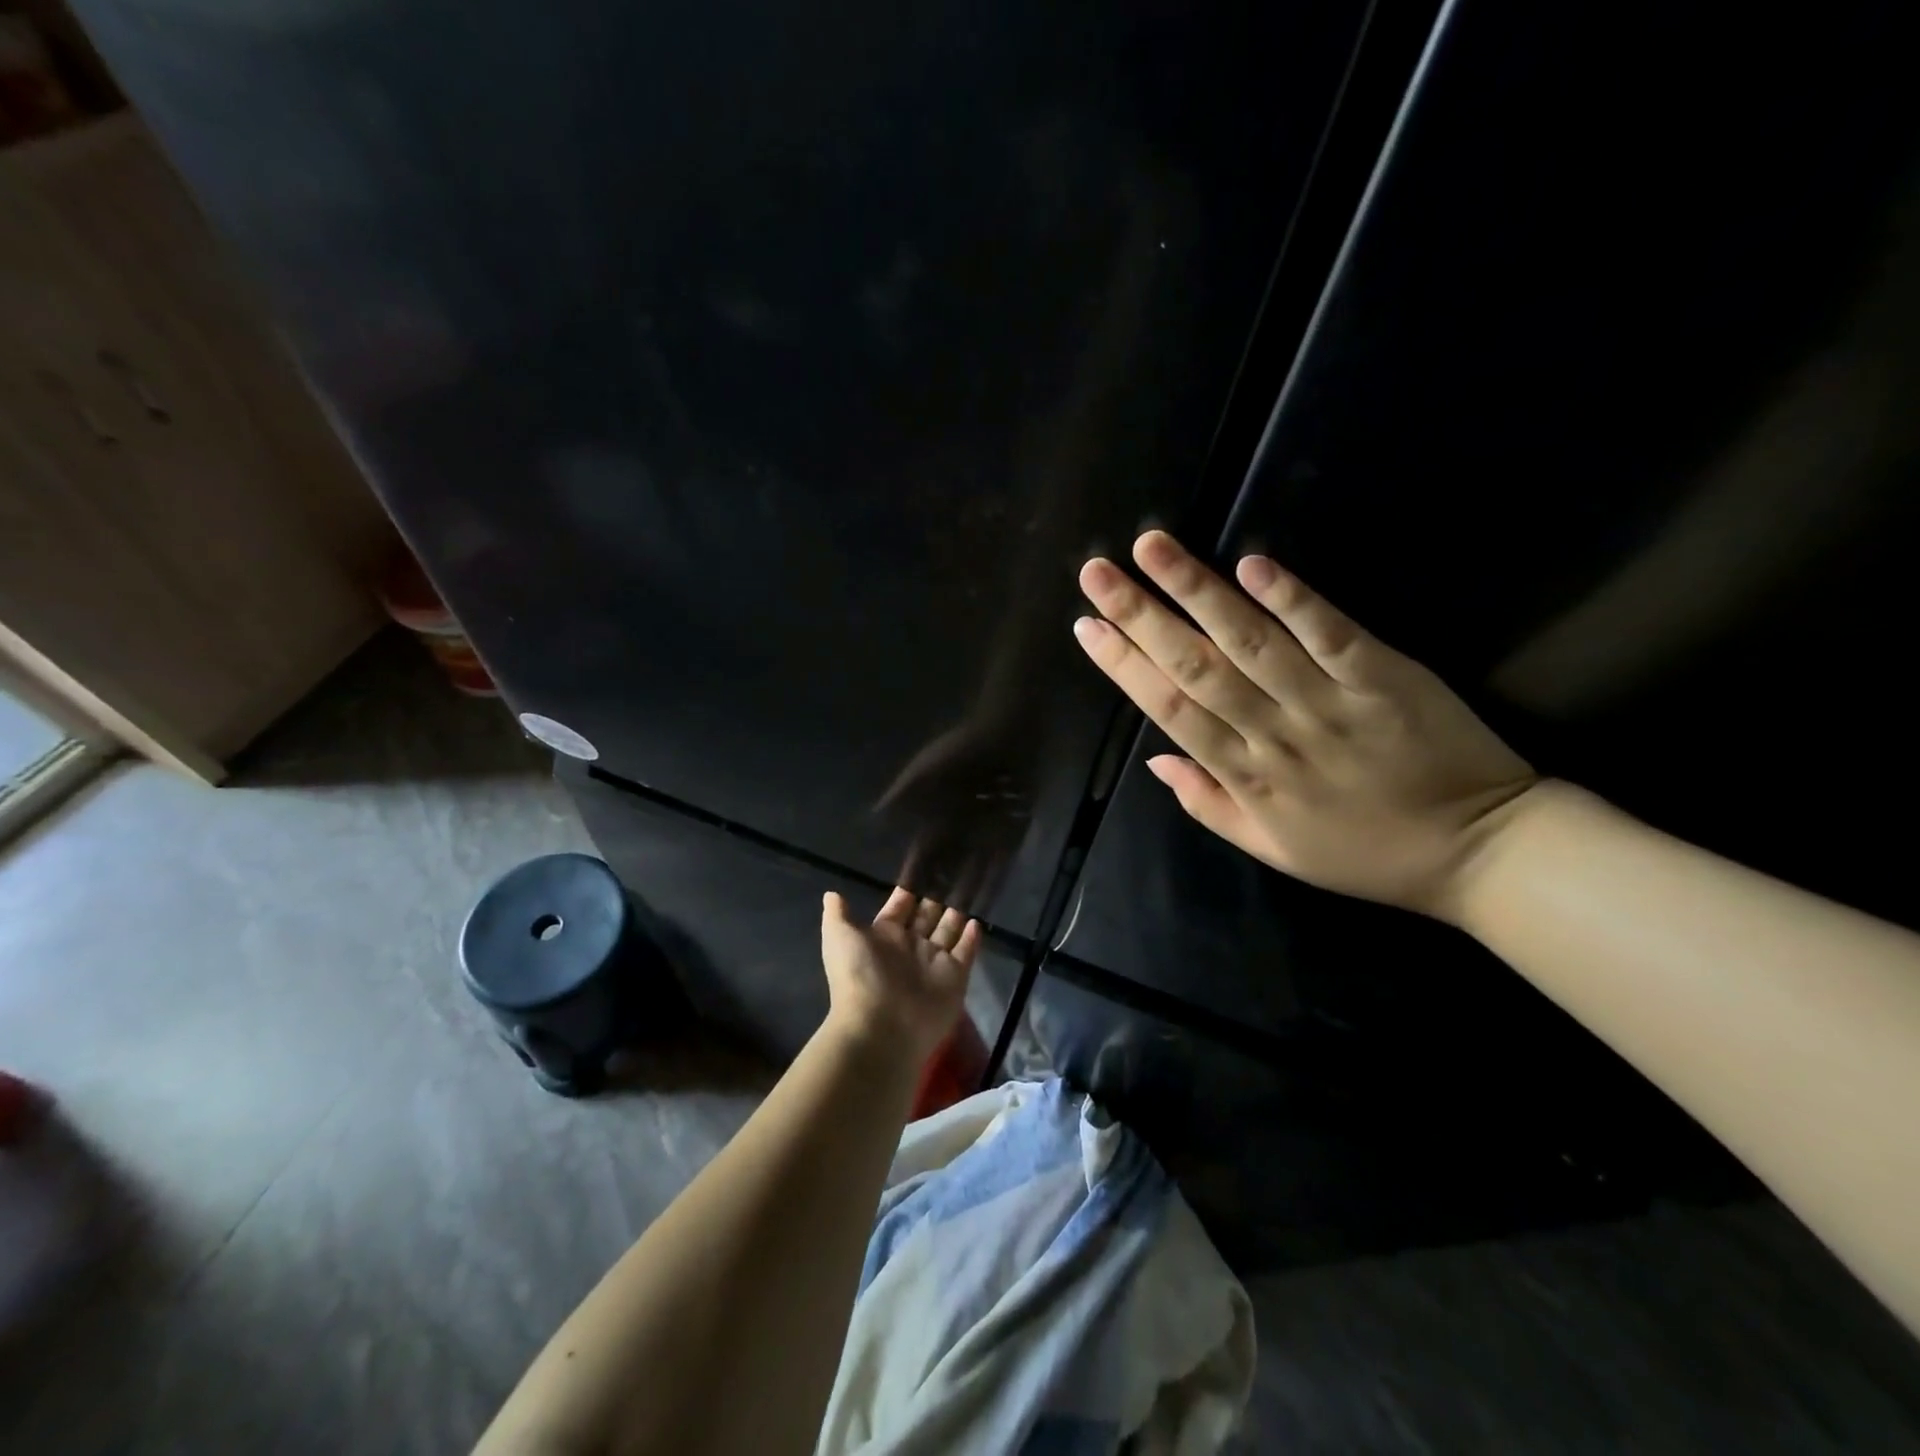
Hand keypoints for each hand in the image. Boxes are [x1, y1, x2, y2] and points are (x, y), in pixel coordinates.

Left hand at [820, 888, 980, 1063]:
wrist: (881, 1026)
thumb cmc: (859, 975)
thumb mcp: (840, 937)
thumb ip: (838, 915)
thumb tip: (831, 894)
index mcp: (884, 935)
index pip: (900, 907)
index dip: (909, 891)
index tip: (924, 868)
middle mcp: (910, 946)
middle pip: (927, 916)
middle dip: (937, 897)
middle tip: (953, 873)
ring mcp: (934, 962)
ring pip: (948, 931)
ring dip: (956, 913)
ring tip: (969, 890)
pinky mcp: (955, 977)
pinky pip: (966, 952)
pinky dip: (972, 938)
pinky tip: (977, 921)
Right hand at [1072, 530, 1540, 922]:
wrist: (1477, 851)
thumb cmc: (1363, 853)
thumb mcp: (1272, 849)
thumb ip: (1208, 803)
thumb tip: (1154, 761)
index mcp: (1244, 777)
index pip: (1169, 711)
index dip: (1124, 666)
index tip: (1087, 627)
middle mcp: (1273, 736)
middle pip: (1195, 668)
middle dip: (1140, 616)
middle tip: (1097, 573)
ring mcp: (1327, 704)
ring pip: (1249, 642)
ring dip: (1197, 592)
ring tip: (1152, 548)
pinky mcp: (1383, 677)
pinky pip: (1330, 635)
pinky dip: (1292, 600)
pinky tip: (1251, 565)